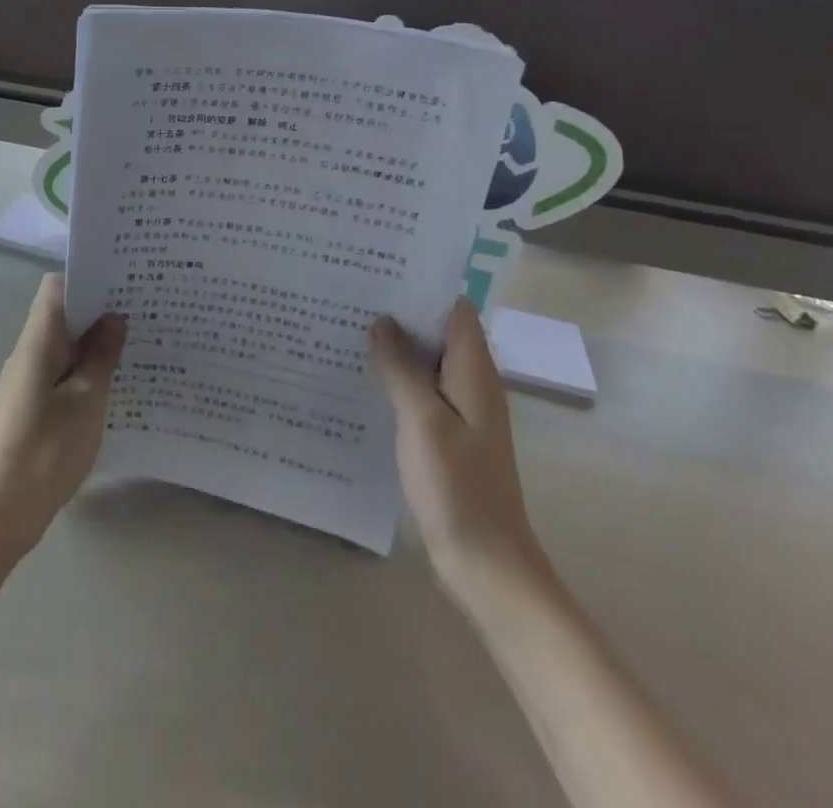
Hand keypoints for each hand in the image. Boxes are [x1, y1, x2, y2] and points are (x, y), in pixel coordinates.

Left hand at [0, 274, 125, 560]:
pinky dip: (86, 371)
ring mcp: (27, 381)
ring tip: (137, 347)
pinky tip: (115, 387)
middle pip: (62, 315)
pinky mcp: (31, 406)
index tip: (122, 284)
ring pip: (64, 347)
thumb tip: (113, 318)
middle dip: (99, 312)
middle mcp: (28, 353)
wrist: (1, 511)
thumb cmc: (46, 449)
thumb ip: (101, 356)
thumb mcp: (86, 400)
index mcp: (37, 342)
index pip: (55, 289)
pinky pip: (61, 373)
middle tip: (141, 315)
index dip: (86, 280)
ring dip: (94, 345)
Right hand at [370, 299, 546, 606]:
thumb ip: (402, 368)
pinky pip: (419, 389)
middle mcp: (471, 383)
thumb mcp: (423, 421)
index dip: (420, 284)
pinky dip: (395, 376)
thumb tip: (382, 322)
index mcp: (475, 372)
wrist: (487, 564)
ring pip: (426, 360)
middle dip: (399, 310)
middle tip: (349, 291)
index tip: (378, 267)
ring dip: (394, 344)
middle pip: (437, 330)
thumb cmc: (458, 488)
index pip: (453, 308)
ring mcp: (460, 411)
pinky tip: (360, 375)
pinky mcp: (446, 434)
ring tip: (346, 323)